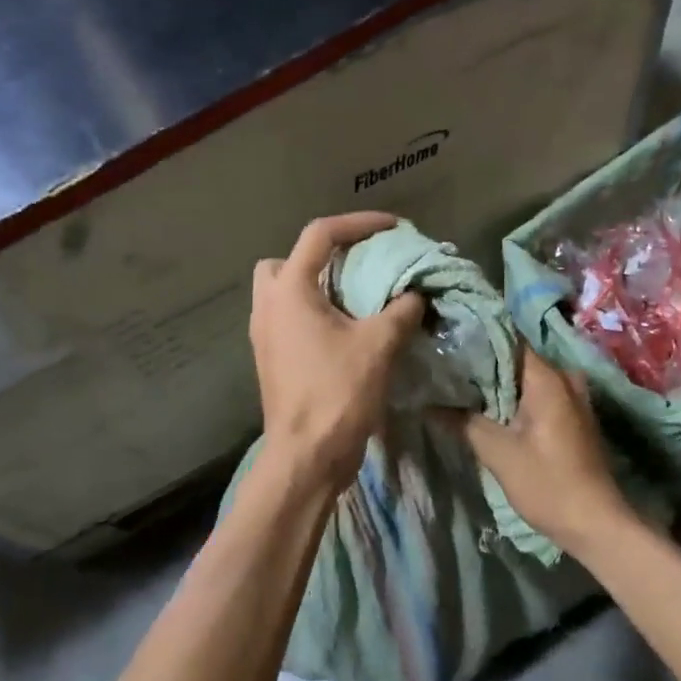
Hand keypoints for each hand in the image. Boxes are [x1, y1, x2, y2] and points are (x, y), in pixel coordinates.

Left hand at [250, 213, 425, 494]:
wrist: (307, 456)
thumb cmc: (338, 393)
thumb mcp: (380, 345)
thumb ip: (402, 309)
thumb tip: (417, 294)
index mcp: (289, 291)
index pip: (320, 234)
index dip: (359, 224)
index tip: (393, 228)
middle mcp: (267, 306)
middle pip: (286, 260)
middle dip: (321, 255)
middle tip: (356, 266)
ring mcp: (264, 335)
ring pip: (283, 291)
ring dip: (316, 286)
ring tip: (355, 297)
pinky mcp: (271, 359)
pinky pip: (288, 319)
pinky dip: (314, 312)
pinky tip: (346, 330)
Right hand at [456, 350, 632, 557]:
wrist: (595, 524)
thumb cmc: (547, 484)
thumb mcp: (498, 453)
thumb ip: (463, 422)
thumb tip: (428, 403)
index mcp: (548, 378)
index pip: (507, 340)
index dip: (475, 339)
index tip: (447, 342)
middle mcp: (564, 378)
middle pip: (515, 358)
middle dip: (481, 364)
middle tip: (444, 367)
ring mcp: (572, 397)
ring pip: (526, 379)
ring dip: (496, 384)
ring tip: (458, 386)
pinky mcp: (572, 417)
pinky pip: (538, 395)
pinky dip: (513, 399)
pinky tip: (487, 409)